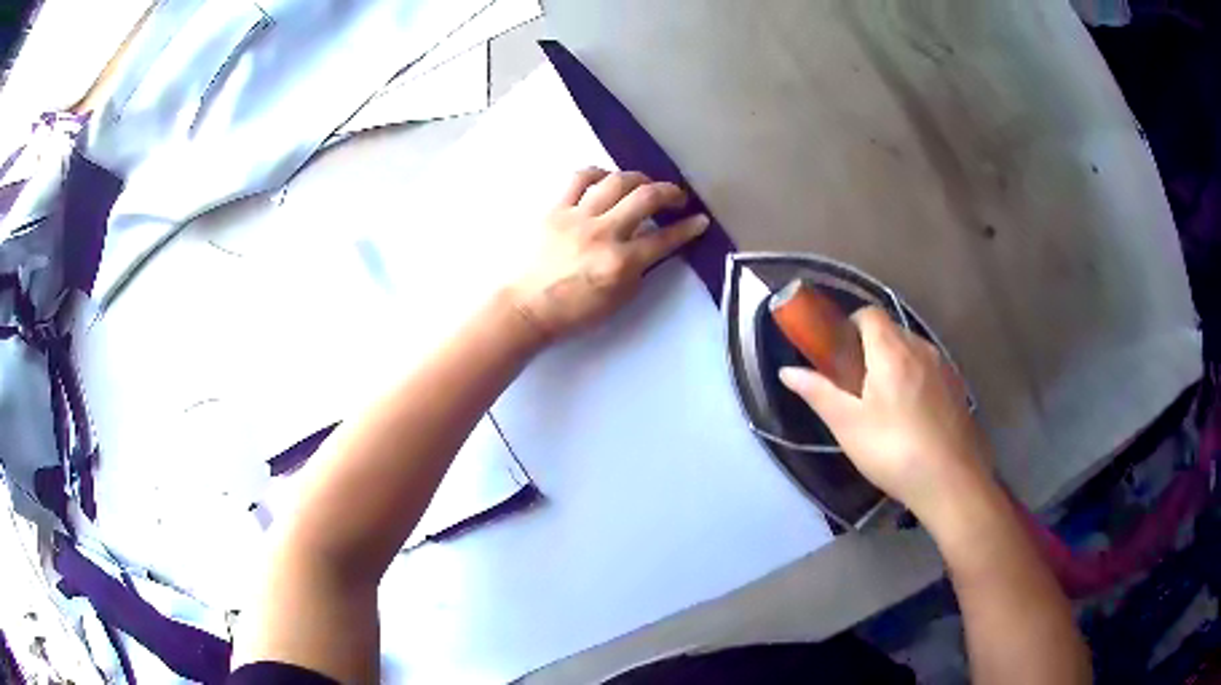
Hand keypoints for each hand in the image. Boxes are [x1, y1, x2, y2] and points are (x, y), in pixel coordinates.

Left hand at [508, 168, 708, 340]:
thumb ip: (639, 269)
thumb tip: (651, 245)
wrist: (526, 308)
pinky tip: (605, 179)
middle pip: (645, 197)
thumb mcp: (619, 299)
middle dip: (670, 192)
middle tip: (676, 197)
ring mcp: (577, 217)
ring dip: (637, 178)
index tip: (700, 220)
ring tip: (643, 185)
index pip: (665, 239)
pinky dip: (598, 173)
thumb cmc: (574, 311)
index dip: (689, 228)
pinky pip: (579, 178)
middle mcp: (603, 234)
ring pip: (615, 181)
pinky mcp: (555, 209)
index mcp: (621, 263)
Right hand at [779, 307, 991, 523]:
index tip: (837, 353)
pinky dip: (913, 376)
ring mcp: (942, 367)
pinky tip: (909, 415)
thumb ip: (818, 392)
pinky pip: (927, 367)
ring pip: (910, 348)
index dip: (849, 325)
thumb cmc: (893, 451)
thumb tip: (787, 371)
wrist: (950, 481)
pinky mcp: (956, 387)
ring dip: (892, 361)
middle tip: (854, 382)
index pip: (869, 314)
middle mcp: (920, 348)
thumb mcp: (848, 425)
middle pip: (890, 329)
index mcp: (892, 351)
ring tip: (881, 402)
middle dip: (869, 346)